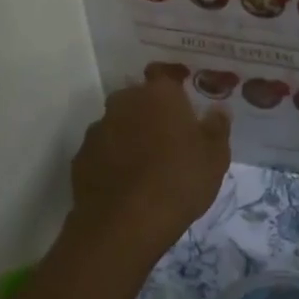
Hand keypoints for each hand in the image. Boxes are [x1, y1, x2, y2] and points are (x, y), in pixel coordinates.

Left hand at [68, 74, 230, 260]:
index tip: (185, 100)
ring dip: (130, 135)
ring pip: (118, 124)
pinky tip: (125, 182)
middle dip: (151, 111)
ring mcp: (98, 129)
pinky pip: (102, 151)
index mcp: (159, 95)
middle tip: (169, 136)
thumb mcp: (215, 158)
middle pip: (138, 98)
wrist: (126, 224)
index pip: (165, 74)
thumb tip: (218, 109)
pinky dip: (112, 159)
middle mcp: (124, 102)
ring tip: (146, 164)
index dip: (175, 85)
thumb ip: (217, 127)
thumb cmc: (180, 182)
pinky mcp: (81, 157)